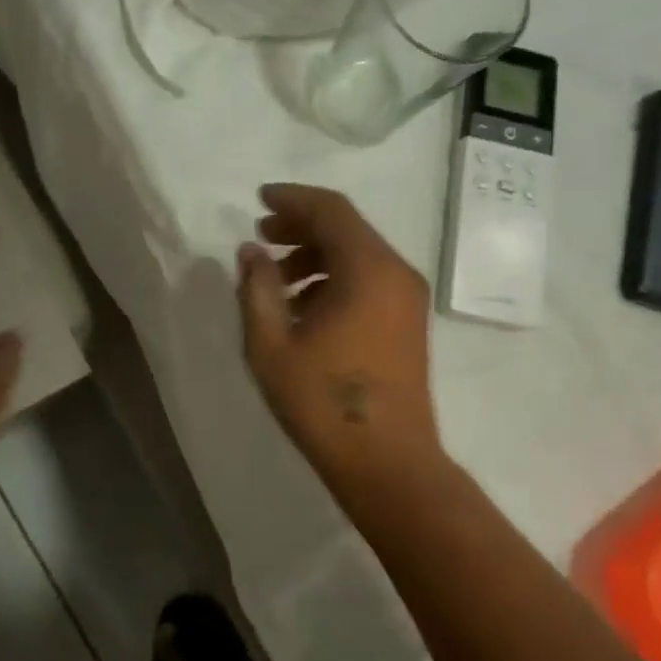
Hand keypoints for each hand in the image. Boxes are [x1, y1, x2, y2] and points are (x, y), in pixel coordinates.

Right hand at [237, 184, 442, 485]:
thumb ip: (257, 289)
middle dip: (301, 226)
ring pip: (359, 255)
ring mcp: (408, 299)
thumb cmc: (323, 403)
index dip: (292, 199)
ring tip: (276, 279)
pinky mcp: (409, 322)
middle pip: (347, 229)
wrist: (387, 461)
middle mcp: (396, 273)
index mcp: (368, 269)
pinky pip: (370, 280)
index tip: (259, 200)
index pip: (331, 210)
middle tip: (262, 238)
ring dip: (316, 256)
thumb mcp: (271, 344)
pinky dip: (336, 279)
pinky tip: (305, 307)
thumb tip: (250, 251)